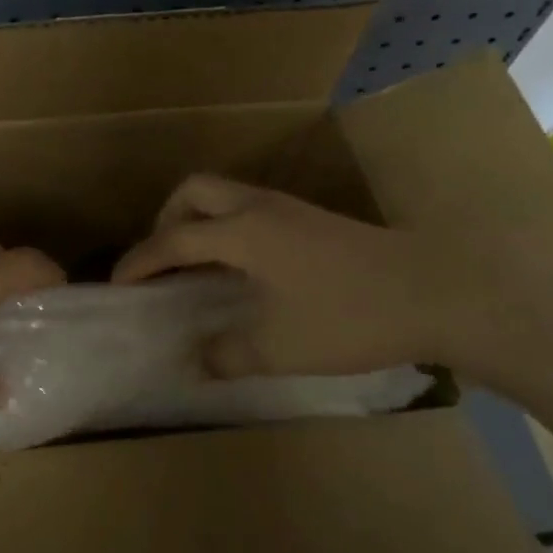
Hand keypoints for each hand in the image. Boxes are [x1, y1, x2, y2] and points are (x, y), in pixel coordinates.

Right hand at [112, 174, 473, 377]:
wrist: (434, 292)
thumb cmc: (350, 316)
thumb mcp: (280, 347)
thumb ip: (227, 354)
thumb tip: (195, 361)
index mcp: (242, 231)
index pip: (173, 239)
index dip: (140, 262)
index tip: (118, 285)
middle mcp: (259, 208)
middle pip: (193, 191)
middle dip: (165, 220)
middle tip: (160, 262)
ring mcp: (288, 208)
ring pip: (224, 195)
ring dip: (197, 221)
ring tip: (193, 266)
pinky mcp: (310, 218)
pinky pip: (248, 209)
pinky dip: (226, 228)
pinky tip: (240, 268)